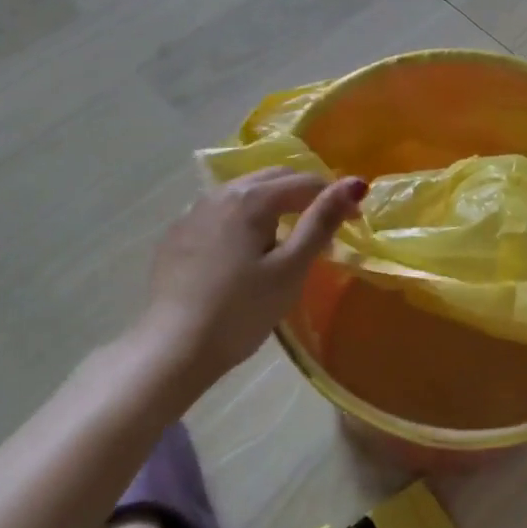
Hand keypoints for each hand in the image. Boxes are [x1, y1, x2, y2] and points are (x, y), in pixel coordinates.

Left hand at [141, 168, 364, 391]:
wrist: (172, 349)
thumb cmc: (241, 311)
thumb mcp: (290, 269)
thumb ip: (321, 222)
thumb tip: (355, 183)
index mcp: (252, 198)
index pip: (305, 182)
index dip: (334, 197)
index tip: (354, 222)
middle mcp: (220, 193)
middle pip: (273, 178)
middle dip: (304, 193)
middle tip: (323, 226)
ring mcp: (193, 211)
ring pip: (244, 192)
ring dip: (272, 203)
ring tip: (285, 237)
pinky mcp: (177, 234)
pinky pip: (220, 212)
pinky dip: (242, 219)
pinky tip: (243, 250)